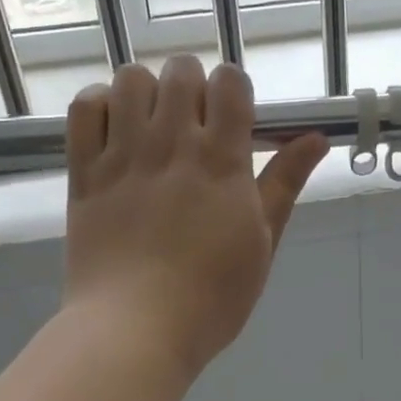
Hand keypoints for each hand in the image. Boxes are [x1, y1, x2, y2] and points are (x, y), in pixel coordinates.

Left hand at [62, 56, 327, 379]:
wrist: (136, 330)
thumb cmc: (211, 298)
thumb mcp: (262, 244)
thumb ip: (285, 185)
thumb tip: (316, 138)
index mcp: (222, 161)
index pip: (230, 82)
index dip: (235, 92)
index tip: (234, 123)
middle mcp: (171, 143)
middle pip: (181, 70)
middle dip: (193, 87)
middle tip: (194, 129)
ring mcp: (123, 155)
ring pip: (131, 79)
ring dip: (147, 92)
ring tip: (152, 128)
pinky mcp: (84, 172)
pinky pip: (84, 108)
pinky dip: (100, 106)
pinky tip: (115, 133)